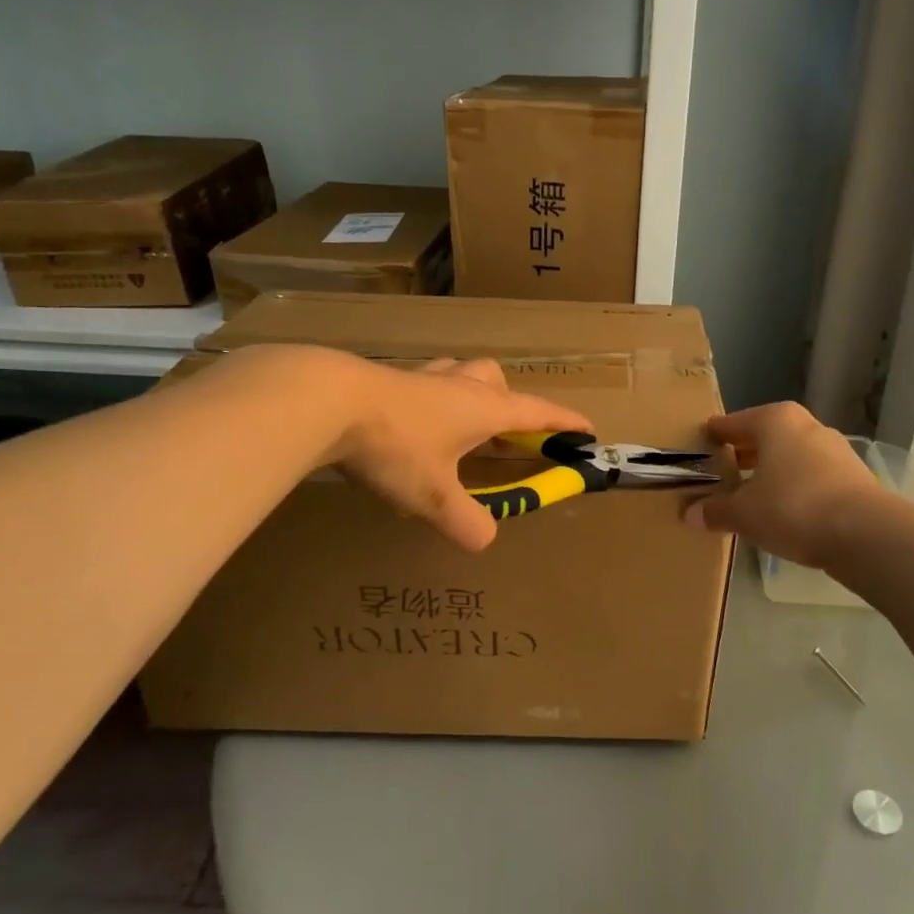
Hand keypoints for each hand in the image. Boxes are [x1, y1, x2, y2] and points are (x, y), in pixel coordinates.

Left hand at [334, 354, 591, 552]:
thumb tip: (485, 539)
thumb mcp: (433, 494)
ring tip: (458, 426)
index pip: (536, 411)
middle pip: (496, 380)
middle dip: (509, 402)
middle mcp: (459, 385)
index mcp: (483, 408)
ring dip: (470, 394)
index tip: (586, 427)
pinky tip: (410, 424)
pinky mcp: (389, 379)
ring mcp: (422, 378)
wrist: (327, 401)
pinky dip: (431, 400)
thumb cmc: (395, 445)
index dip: (563, 421)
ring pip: (459, 374)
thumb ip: (465, 520)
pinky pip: (424, 383)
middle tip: (501, 433)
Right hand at [683, 402, 881, 568]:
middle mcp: (806, 426)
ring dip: (771, 471)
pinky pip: (811, 476)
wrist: (865, 533)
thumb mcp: (744, 513)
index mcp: (775, 421)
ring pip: (791, 456)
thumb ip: (716, 511)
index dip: (716, 435)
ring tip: (751, 493)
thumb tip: (690, 514)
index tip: (701, 442)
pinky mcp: (853, 477)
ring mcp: (835, 450)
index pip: (734, 422)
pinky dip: (794, 487)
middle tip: (722, 470)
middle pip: (765, 436)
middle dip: (744, 452)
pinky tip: (783, 509)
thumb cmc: (792, 507)